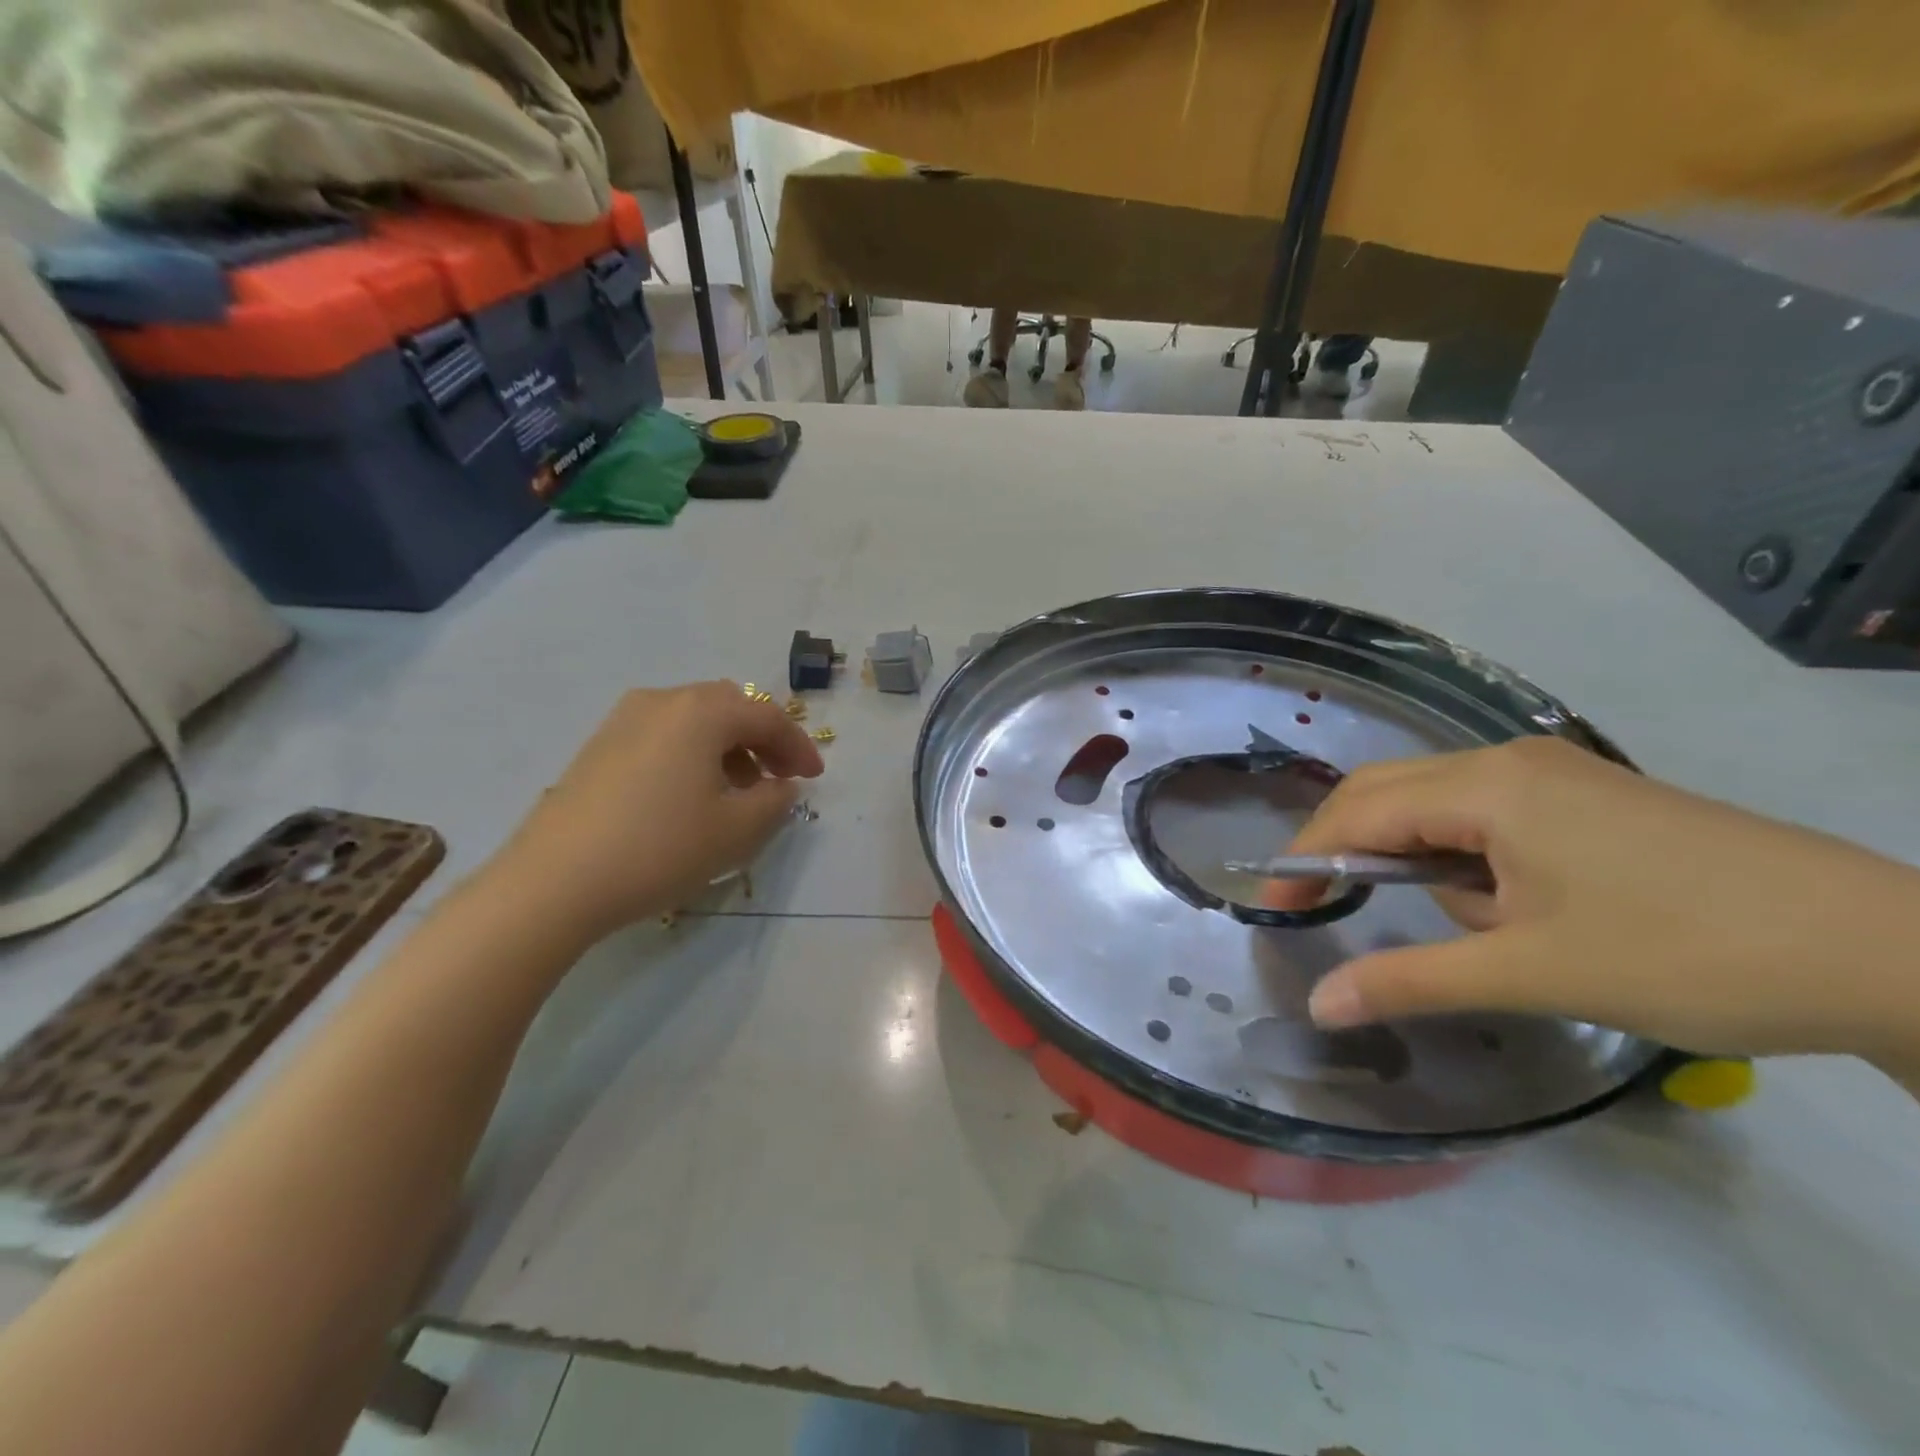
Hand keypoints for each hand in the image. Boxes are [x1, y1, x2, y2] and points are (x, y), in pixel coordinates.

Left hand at [489, 682, 823, 941]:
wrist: (554, 882)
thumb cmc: (660, 848)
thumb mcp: (737, 830)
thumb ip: (776, 800)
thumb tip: (782, 785)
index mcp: (702, 711)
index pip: (768, 717)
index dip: (799, 747)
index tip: (815, 779)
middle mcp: (663, 700)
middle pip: (730, 707)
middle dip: (763, 739)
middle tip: (780, 776)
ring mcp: (624, 719)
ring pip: (694, 720)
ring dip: (728, 747)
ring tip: (739, 791)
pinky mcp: (600, 745)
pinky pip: (664, 735)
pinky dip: (693, 753)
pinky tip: (692, 794)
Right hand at [1270, 738, 1919, 1067]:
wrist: (1888, 951)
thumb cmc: (1687, 953)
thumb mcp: (1531, 972)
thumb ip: (1410, 980)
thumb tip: (1318, 1006)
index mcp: (1487, 787)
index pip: (1360, 810)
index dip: (1307, 855)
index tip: (1278, 904)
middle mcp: (1508, 760)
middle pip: (1388, 791)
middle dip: (1348, 845)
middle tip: (1323, 904)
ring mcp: (1554, 772)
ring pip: (1438, 803)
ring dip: (1421, 858)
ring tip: (1473, 929)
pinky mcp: (1586, 795)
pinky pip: (1488, 813)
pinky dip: (1466, 855)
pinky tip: (1511, 904)